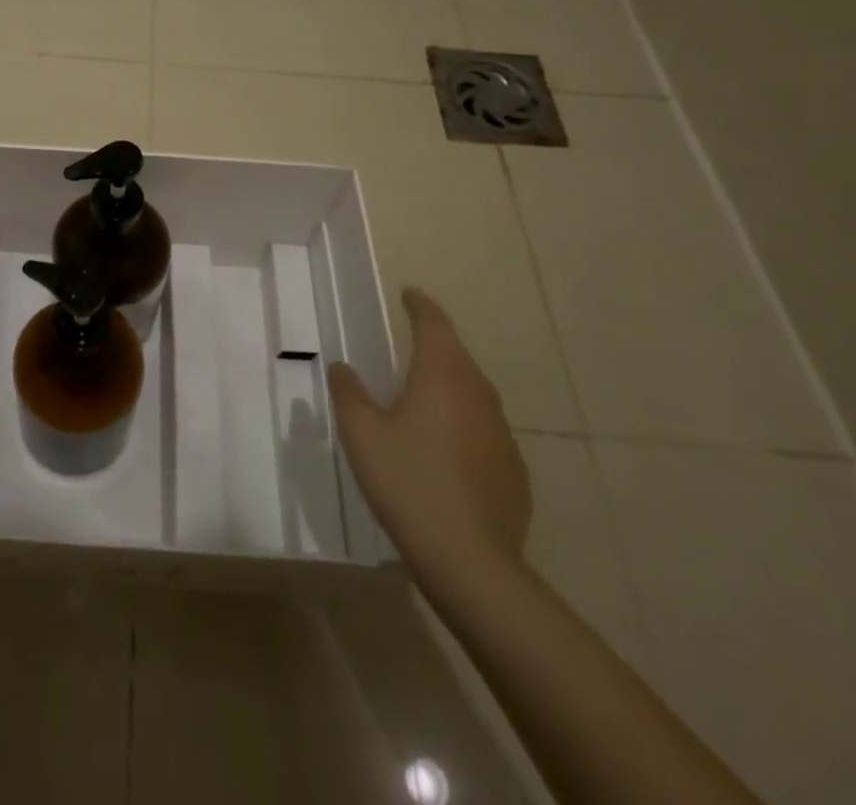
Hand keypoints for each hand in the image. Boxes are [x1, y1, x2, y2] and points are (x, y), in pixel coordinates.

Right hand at [328, 288, 529, 585]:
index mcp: (443, 376)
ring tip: (422, 395)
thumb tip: (343, 367)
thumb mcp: (362, 433)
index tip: (409, 294)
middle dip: (434, 344)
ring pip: (473, 394)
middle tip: (410, 341)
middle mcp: (479, 395)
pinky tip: (444, 450)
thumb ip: (348, 393)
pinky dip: (462, 424)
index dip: (420, 306)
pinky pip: (483, 430)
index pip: (434, 325)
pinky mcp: (512, 470)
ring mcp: (502, 434)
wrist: (471, 562)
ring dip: (449, 385)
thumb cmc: (408, 483)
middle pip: (457, 357)